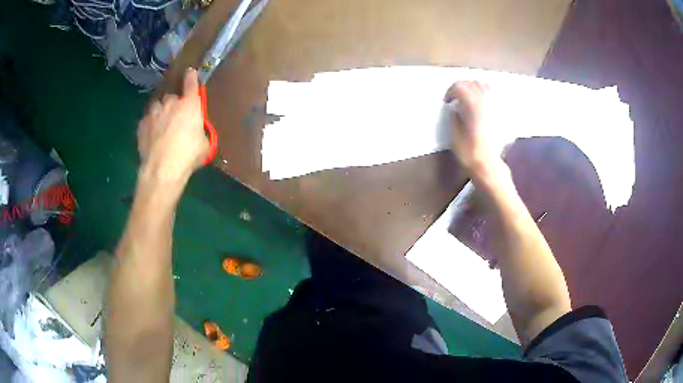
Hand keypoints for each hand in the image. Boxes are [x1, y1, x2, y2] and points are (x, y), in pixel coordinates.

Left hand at [138, 68, 208, 185]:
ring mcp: (154, 113)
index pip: (191, 83)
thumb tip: (197, 132)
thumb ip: (200, 132)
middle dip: (174, 103)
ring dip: (160, 111)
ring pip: (157, 106)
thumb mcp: (204, 145)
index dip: (191, 77)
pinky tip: (152, 135)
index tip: (190, 72)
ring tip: (161, 124)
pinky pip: (147, 120)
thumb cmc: (188, 155)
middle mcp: (171, 103)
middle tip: (176, 115)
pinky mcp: (142, 125)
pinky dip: (150, 124)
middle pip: (172, 96)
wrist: (162, 169)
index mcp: (190, 105)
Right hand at [444, 81, 501, 177]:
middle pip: (473, 83)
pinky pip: (495, 97)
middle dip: (463, 87)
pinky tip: (484, 104)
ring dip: (475, 89)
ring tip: (470, 99)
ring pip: (486, 87)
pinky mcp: (503, 114)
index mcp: (472, 104)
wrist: (489, 166)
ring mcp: (496, 107)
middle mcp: (486, 101)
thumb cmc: (469, 152)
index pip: (460, 86)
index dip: (450, 91)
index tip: (447, 102)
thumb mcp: (454, 134)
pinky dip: (487, 95)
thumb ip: (454, 117)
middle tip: (456, 98)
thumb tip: (455, 108)